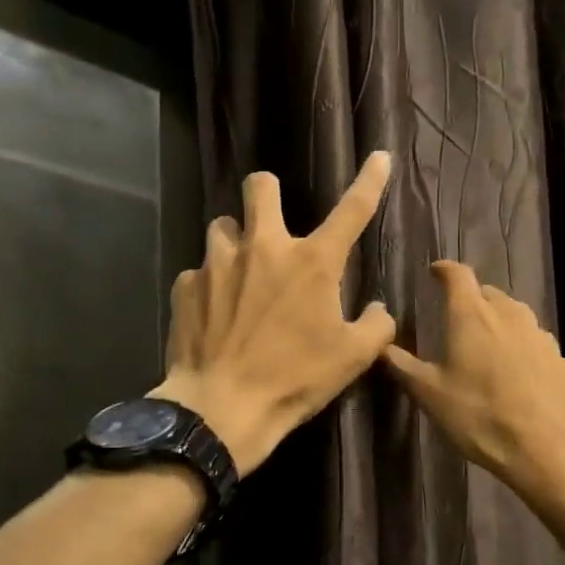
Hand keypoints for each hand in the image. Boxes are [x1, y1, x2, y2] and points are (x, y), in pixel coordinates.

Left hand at [153, 154, 396, 474]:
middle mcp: (263, 248)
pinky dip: (210, 286)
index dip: (369, 180)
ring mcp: (218, 263)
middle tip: (271, 220)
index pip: (352, 209)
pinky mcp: (186, 286)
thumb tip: (376, 310)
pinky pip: (199, 272)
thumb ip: (375, 326)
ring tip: (239, 274)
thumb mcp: (352, 358)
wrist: (222, 408)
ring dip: (235, 242)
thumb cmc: (295, 379)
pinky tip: (214, 314)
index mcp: (312, 262)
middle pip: (261, 187)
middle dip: (268, 193)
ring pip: (223, 227)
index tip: (377, 157)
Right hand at [381, 261, 564, 548]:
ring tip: (486, 346)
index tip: (434, 272)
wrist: (549, 451)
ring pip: (516, 317)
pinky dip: (522, 349)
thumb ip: (403, 366)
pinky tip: (517, 375)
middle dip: (472, 300)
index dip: (444, 270)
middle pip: (489, 294)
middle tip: (457, 319)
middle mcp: (510, 315)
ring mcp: (541, 337)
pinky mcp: (562, 360)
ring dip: (499, 322)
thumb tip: (381, 345)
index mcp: (473, 316)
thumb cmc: (480, 417)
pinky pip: (536, 345)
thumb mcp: (430, 395)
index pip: (458, 275)